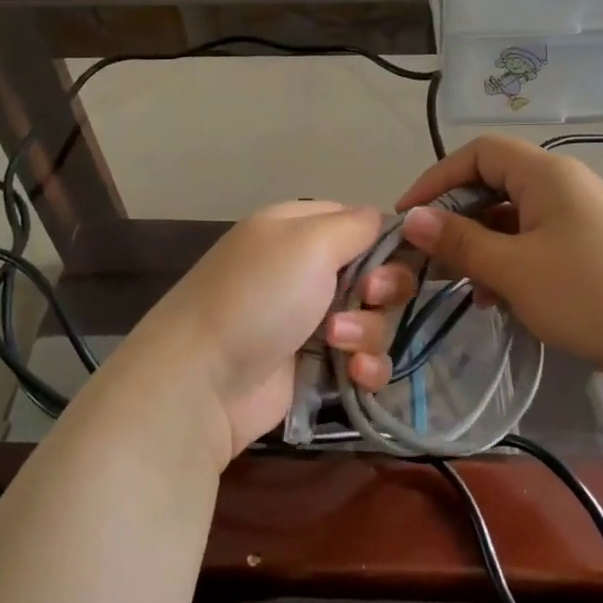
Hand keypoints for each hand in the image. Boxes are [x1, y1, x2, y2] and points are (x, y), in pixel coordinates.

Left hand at [120, 202, 416, 460]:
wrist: (204, 381)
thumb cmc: (258, 298)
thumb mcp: (309, 241)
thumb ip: (357, 224)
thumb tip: (386, 221)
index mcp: (299, 230)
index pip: (361, 222)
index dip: (387, 240)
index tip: (398, 256)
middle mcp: (307, 271)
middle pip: (378, 273)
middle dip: (385, 288)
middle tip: (369, 297)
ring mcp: (312, 321)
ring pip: (375, 320)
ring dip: (368, 331)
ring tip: (337, 343)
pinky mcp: (317, 367)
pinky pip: (364, 361)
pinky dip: (365, 368)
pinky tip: (352, 375)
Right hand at [395, 135, 602, 395]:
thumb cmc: (591, 296)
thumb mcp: (514, 270)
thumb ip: (459, 241)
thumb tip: (412, 218)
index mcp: (547, 175)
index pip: (478, 153)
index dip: (436, 178)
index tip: (407, 218)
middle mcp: (565, 185)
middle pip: (495, 184)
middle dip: (458, 219)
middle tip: (431, 259)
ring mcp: (582, 217)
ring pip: (514, 218)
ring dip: (483, 247)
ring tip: (469, 289)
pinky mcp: (593, 247)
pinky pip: (536, 242)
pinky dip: (511, 263)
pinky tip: (502, 299)